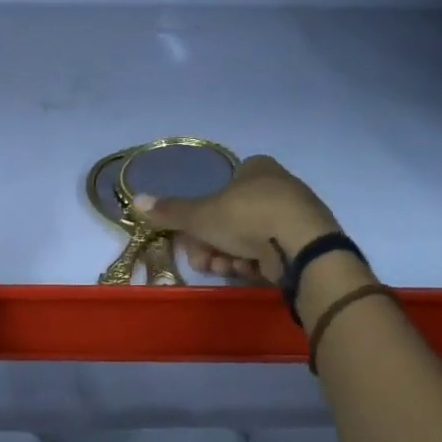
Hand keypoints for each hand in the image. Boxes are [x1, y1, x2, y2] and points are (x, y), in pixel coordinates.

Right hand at [132, 155, 339, 283]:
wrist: (302, 246)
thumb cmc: (248, 217)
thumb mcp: (201, 215)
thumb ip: (170, 211)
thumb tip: (135, 200)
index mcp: (257, 168)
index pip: (224, 186)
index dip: (204, 214)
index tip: (193, 236)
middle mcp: (279, 186)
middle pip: (233, 218)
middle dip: (214, 243)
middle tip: (204, 260)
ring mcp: (295, 216)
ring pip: (250, 238)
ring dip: (231, 256)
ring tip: (228, 269)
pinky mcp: (306, 243)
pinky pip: (271, 252)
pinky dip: (256, 264)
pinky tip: (250, 273)